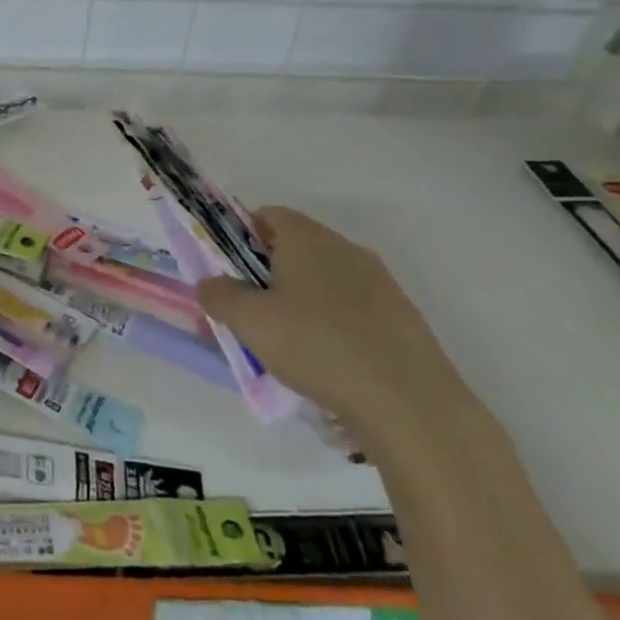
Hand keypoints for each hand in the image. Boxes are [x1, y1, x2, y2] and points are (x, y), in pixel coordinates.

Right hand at [197, 206, 474, 454]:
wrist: (410, 404)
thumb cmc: (317, 346)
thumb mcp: (249, 322)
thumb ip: (219, 295)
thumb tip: (209, 284)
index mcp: (308, 238)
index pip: (267, 215)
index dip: (241, 236)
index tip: (228, 271)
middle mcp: (346, 249)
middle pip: (296, 247)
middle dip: (267, 273)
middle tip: (249, 310)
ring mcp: (380, 283)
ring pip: (325, 280)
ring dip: (300, 300)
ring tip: (286, 343)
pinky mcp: (402, 318)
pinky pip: (352, 309)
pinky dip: (332, 324)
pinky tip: (325, 362)